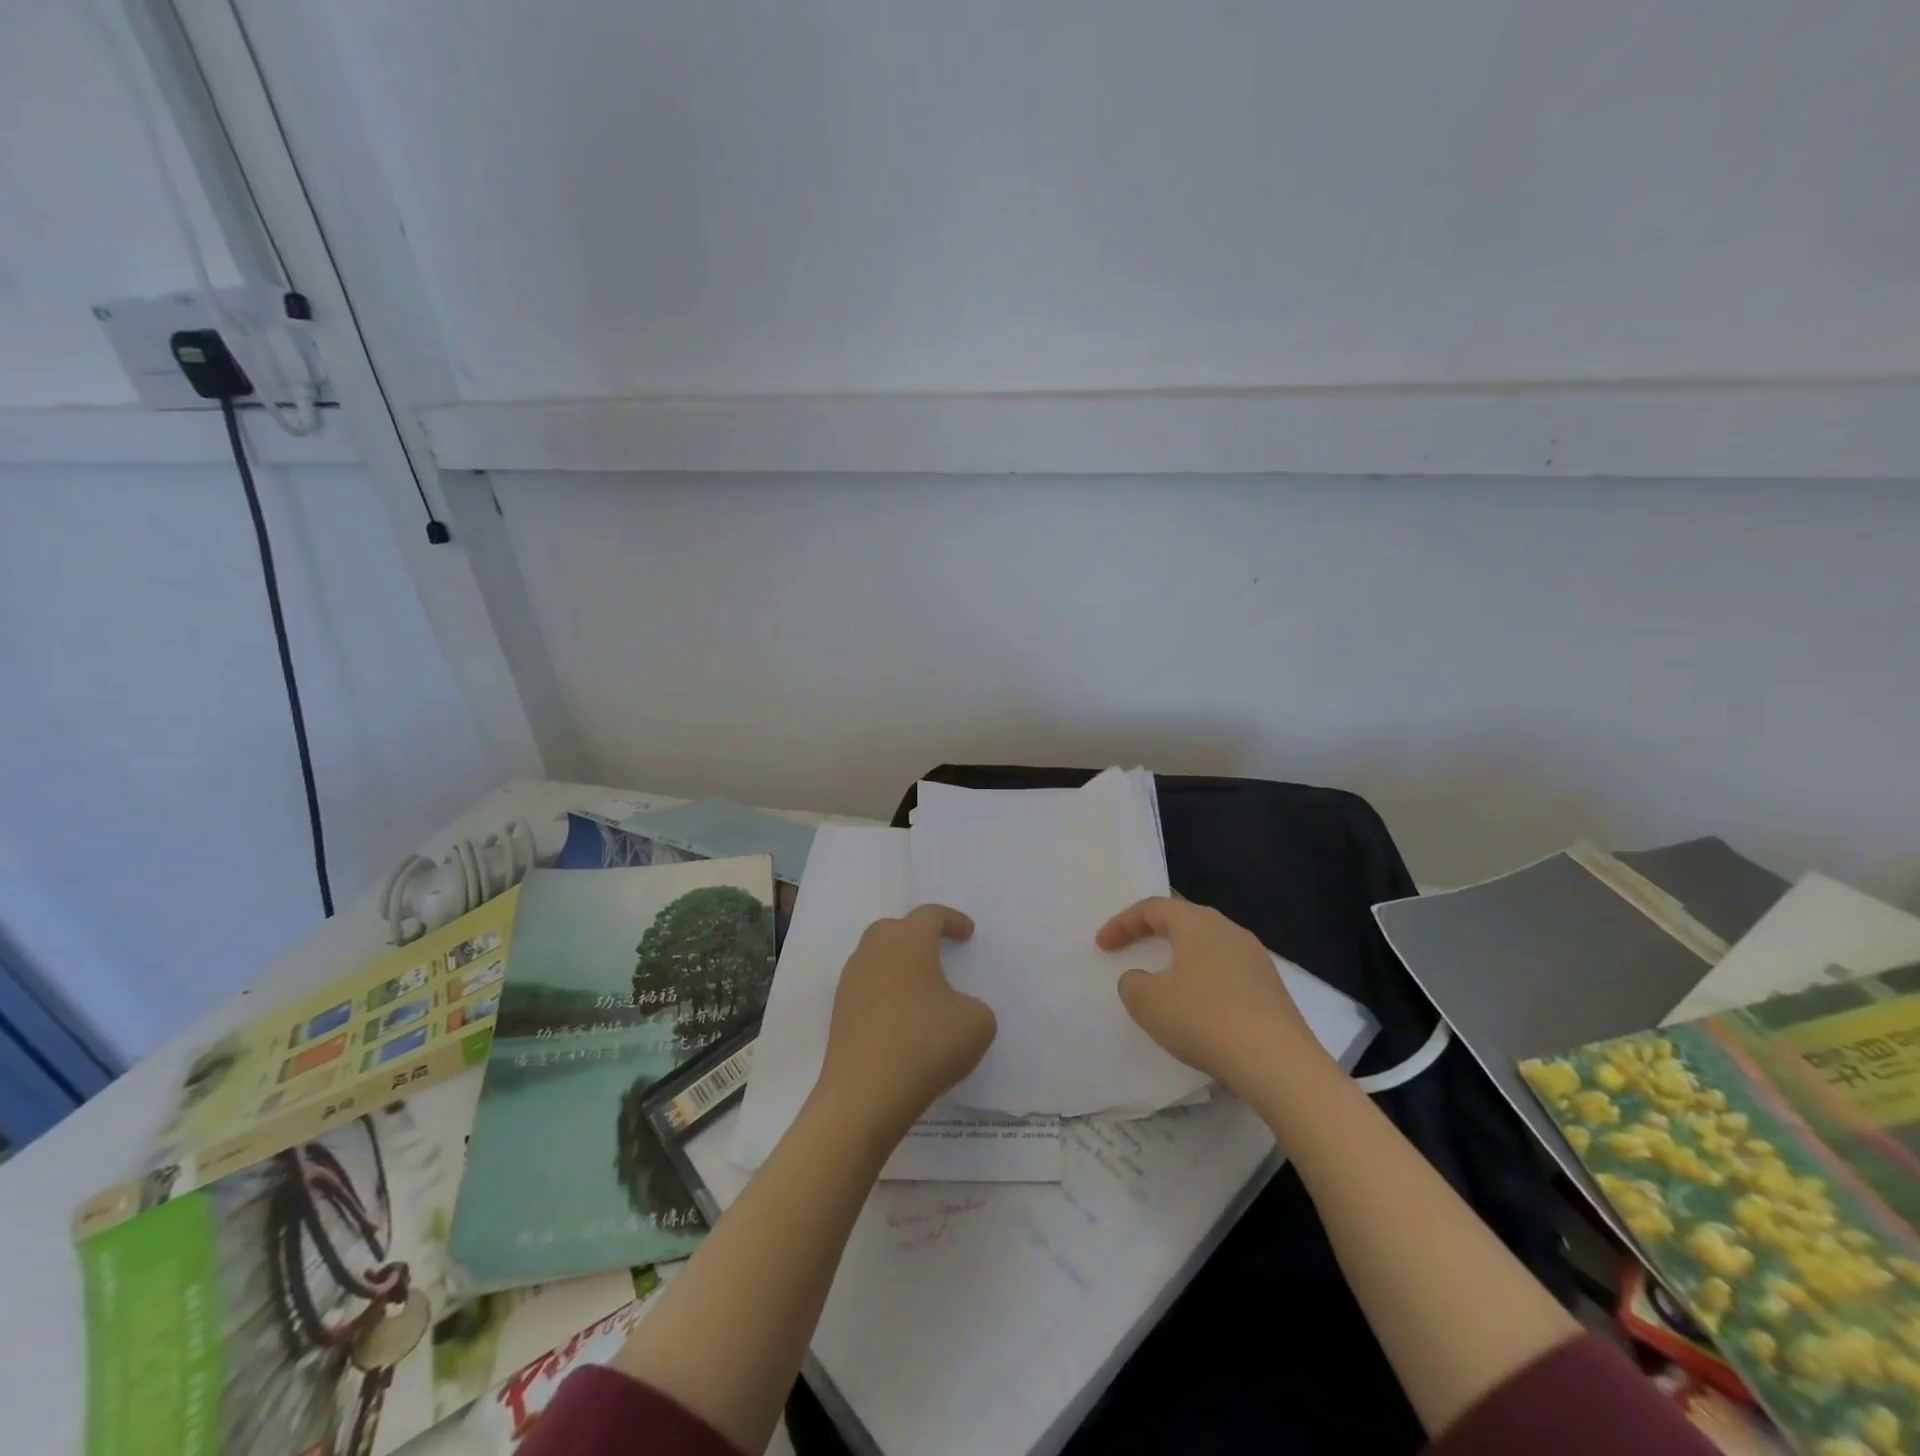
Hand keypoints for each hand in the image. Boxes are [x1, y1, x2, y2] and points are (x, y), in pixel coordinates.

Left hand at [814, 905, 997, 1141]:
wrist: (864, 1095)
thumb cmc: (925, 1045)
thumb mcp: (977, 1023)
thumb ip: (975, 1006)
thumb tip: (956, 1009)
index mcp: (908, 942)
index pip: (929, 915)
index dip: (952, 920)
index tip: (967, 934)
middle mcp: (874, 951)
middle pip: (894, 928)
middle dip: (917, 934)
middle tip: (938, 951)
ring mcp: (851, 981)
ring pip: (876, 957)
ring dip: (898, 964)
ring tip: (920, 987)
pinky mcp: (839, 1012)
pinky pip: (866, 987)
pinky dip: (885, 991)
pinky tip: (900, 1016)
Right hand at [1098, 896, 1327, 1098]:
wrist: (1279, 1063)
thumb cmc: (1204, 1018)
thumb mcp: (1147, 1001)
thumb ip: (1132, 983)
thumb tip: (1141, 979)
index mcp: (1197, 923)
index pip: (1153, 908)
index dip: (1122, 923)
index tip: (1102, 945)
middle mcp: (1230, 931)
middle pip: (1185, 921)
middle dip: (1154, 932)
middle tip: (1132, 947)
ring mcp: (1257, 960)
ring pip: (1209, 948)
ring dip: (1182, 959)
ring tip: (1165, 981)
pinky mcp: (1272, 991)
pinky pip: (1228, 974)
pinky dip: (1205, 983)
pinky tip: (1200, 1010)